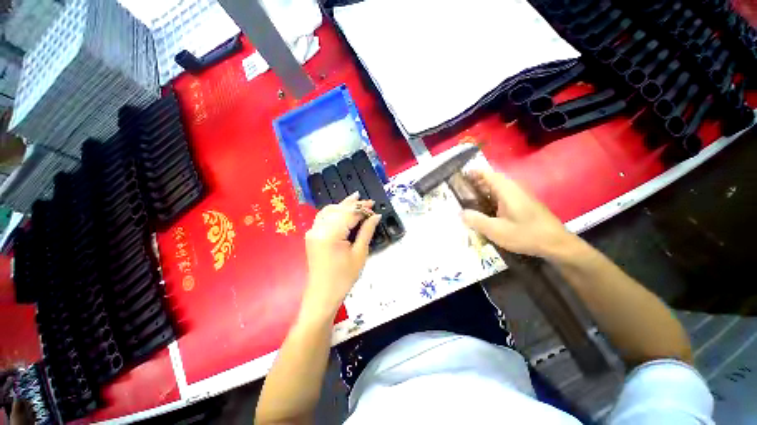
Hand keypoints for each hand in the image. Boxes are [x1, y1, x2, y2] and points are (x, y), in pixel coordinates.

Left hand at [302, 193, 380, 320]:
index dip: (362, 209)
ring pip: (329, 211)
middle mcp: (318, 228)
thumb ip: (366, 231)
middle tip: (367, 201)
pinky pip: (323, 217)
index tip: (373, 205)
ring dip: (342, 205)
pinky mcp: (312, 235)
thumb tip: (376, 216)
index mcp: (330, 234)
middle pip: (338, 210)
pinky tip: (342, 210)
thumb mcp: (360, 253)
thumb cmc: (344, 277)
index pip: (348, 214)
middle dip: (353, 204)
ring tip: (355, 200)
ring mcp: (312, 231)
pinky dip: (334, 211)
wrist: (323, 294)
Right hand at [461, 170, 576, 258]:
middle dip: (476, 182)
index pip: (488, 174)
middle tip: (460, 190)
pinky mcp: (523, 203)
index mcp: (507, 191)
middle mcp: (514, 189)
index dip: (473, 173)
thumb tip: (461, 213)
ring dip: (483, 189)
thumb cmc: (527, 235)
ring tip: (469, 199)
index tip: (459, 177)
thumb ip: (477, 221)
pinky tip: (485, 208)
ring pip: (498, 187)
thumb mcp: (497, 231)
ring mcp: (520, 196)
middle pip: (492, 179)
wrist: (557, 244)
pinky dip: (491, 197)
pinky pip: (503, 195)